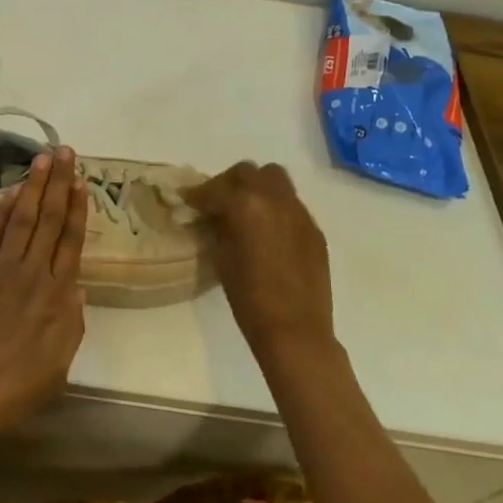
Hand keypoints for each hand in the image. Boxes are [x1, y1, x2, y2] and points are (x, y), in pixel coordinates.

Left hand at [0, 148, 87, 443]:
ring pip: (22, 220)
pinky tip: (11, 193)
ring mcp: (0, 271)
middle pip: (49, 221)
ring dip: (34, 187)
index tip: (82, 181)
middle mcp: (32, 275)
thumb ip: (72, 322)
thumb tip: (77, 288)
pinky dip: (3, 212)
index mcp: (58, 297)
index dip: (78, 208)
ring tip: (42, 159)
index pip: (71, 241)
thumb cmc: (14, 390)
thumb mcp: (59, 364)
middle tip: (65, 152)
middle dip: (59, 184)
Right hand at [183, 162, 334, 361]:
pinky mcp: (314, 229)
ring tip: (247, 212)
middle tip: (218, 204)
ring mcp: (298, 212)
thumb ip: (217, 228)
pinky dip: (276, 209)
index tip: (189, 201)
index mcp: (245, 204)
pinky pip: (291, 205)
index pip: (214, 189)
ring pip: (275, 180)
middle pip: (247, 172)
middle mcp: (274, 198)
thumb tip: (214, 217)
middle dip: (229, 183)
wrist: (295, 329)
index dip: (198, 195)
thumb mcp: (221, 257)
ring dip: (257, 188)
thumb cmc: (248, 297)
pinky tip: (269, 234)